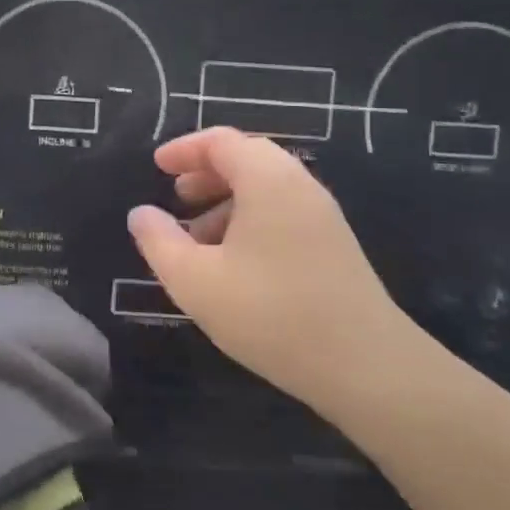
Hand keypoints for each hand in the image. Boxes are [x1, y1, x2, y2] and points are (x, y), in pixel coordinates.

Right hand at [126, 127, 413, 412]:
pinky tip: (234, 263)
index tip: (157, 167)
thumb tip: (141, 214)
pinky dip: (251, 220)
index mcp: (268, 180)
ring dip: (227, 200)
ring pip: (266, 188)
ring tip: (198, 238)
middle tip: (176, 197)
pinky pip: (284, 212)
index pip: (221, 141)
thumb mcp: (196, 281)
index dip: (184, 149)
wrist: (368, 368)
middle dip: (206, 173)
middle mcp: (299, 186)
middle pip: (247, 159)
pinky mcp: (335, 246)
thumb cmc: (272, 314)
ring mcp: (323, 216)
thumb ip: (159, 242)